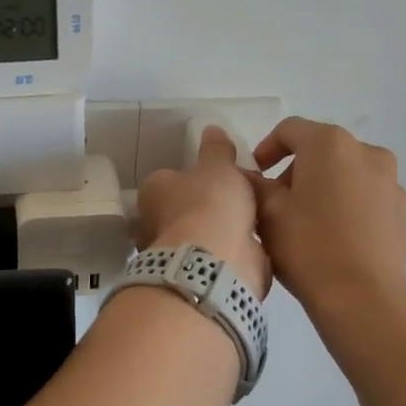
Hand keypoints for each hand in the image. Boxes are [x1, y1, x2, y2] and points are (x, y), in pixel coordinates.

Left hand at [133, 127, 270, 297]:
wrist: (217, 261)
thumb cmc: (210, 204)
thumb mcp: (218, 167)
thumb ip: (217, 150)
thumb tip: (211, 129)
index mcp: (153, 192)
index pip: (168, 180)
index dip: (191, 178)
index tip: (216, 179)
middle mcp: (155, 224)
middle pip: (182, 210)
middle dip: (205, 208)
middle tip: (237, 200)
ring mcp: (174, 254)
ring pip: (199, 237)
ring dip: (219, 233)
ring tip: (251, 223)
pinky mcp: (195, 277)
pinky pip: (214, 259)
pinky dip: (230, 254)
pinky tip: (252, 247)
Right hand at [251, 117, 405, 325]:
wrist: (362, 298)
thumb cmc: (308, 247)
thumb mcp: (267, 213)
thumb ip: (252, 184)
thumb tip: (245, 174)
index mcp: (330, 144)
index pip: (289, 129)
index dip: (266, 149)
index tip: (254, 175)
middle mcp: (366, 151)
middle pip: (320, 150)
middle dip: (294, 170)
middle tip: (275, 204)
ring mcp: (390, 180)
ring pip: (345, 173)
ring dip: (322, 187)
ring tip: (305, 223)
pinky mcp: (401, 209)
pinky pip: (365, 195)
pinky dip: (345, 204)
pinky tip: (333, 237)